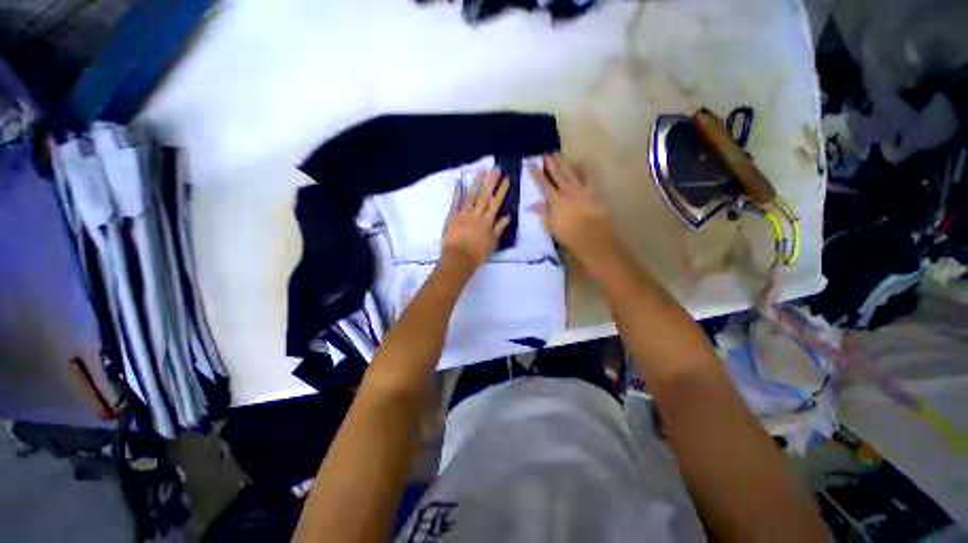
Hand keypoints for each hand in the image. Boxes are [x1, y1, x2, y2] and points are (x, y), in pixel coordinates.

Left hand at [442, 169, 510, 269]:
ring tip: (481, 170)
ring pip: (472, 195)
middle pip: (485, 195)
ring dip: (476, 182)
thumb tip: (508, 216)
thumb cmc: (477, 254)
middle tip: (495, 168)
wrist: (458, 259)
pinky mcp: (452, 216)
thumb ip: (499, 229)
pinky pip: (455, 202)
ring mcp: (464, 214)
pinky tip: (459, 181)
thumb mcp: (492, 243)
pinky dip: (457, 192)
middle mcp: (477, 214)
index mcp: (487, 221)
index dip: (502, 190)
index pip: (496, 202)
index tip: (506, 178)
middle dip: (491, 181)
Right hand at [530, 154, 618, 273]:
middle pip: (558, 175)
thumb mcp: (551, 226)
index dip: (536, 174)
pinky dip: (583, 171)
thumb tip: (530, 205)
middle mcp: (568, 191)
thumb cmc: (568, 235)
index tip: (531, 165)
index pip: (543, 184)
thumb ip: (542, 212)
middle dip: (551, 164)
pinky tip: (581, 166)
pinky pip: (588, 179)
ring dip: (564, 164)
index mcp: (556, 200)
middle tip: (546, 154)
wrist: (592, 238)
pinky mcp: (593, 193)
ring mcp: (582, 191)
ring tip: (558, 155)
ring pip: (571, 173)